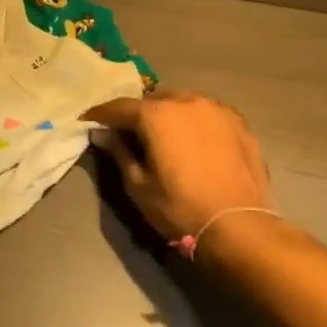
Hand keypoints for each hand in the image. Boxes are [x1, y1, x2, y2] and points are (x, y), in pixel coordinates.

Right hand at [82, 91, 276, 244]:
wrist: (238, 226)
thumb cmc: (179, 208)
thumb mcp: (138, 185)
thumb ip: (119, 152)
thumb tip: (102, 134)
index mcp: (157, 115)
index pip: (120, 107)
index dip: (100, 114)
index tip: (88, 121)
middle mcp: (187, 101)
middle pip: (153, 100)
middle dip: (137, 113)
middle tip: (127, 132)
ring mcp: (217, 109)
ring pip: (182, 102)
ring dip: (168, 114)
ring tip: (162, 135)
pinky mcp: (239, 123)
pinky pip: (207, 113)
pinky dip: (193, 121)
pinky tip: (192, 139)